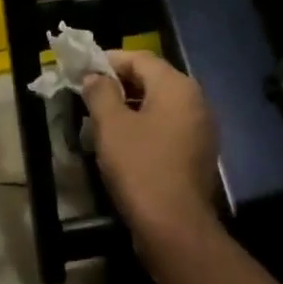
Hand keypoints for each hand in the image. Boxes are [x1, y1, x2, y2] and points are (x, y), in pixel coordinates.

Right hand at [83, 50, 220, 246]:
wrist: (174, 225)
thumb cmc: (140, 167)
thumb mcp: (111, 126)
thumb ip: (100, 93)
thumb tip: (94, 77)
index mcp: (177, 87)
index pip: (140, 58)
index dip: (109, 60)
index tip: (82, 70)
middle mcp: (196, 101)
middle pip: (153, 79)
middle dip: (118, 83)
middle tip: (88, 94)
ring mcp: (200, 129)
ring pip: (159, 105)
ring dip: (129, 106)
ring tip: (99, 118)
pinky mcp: (197, 153)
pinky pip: (167, 127)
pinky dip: (144, 126)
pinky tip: (121, 142)